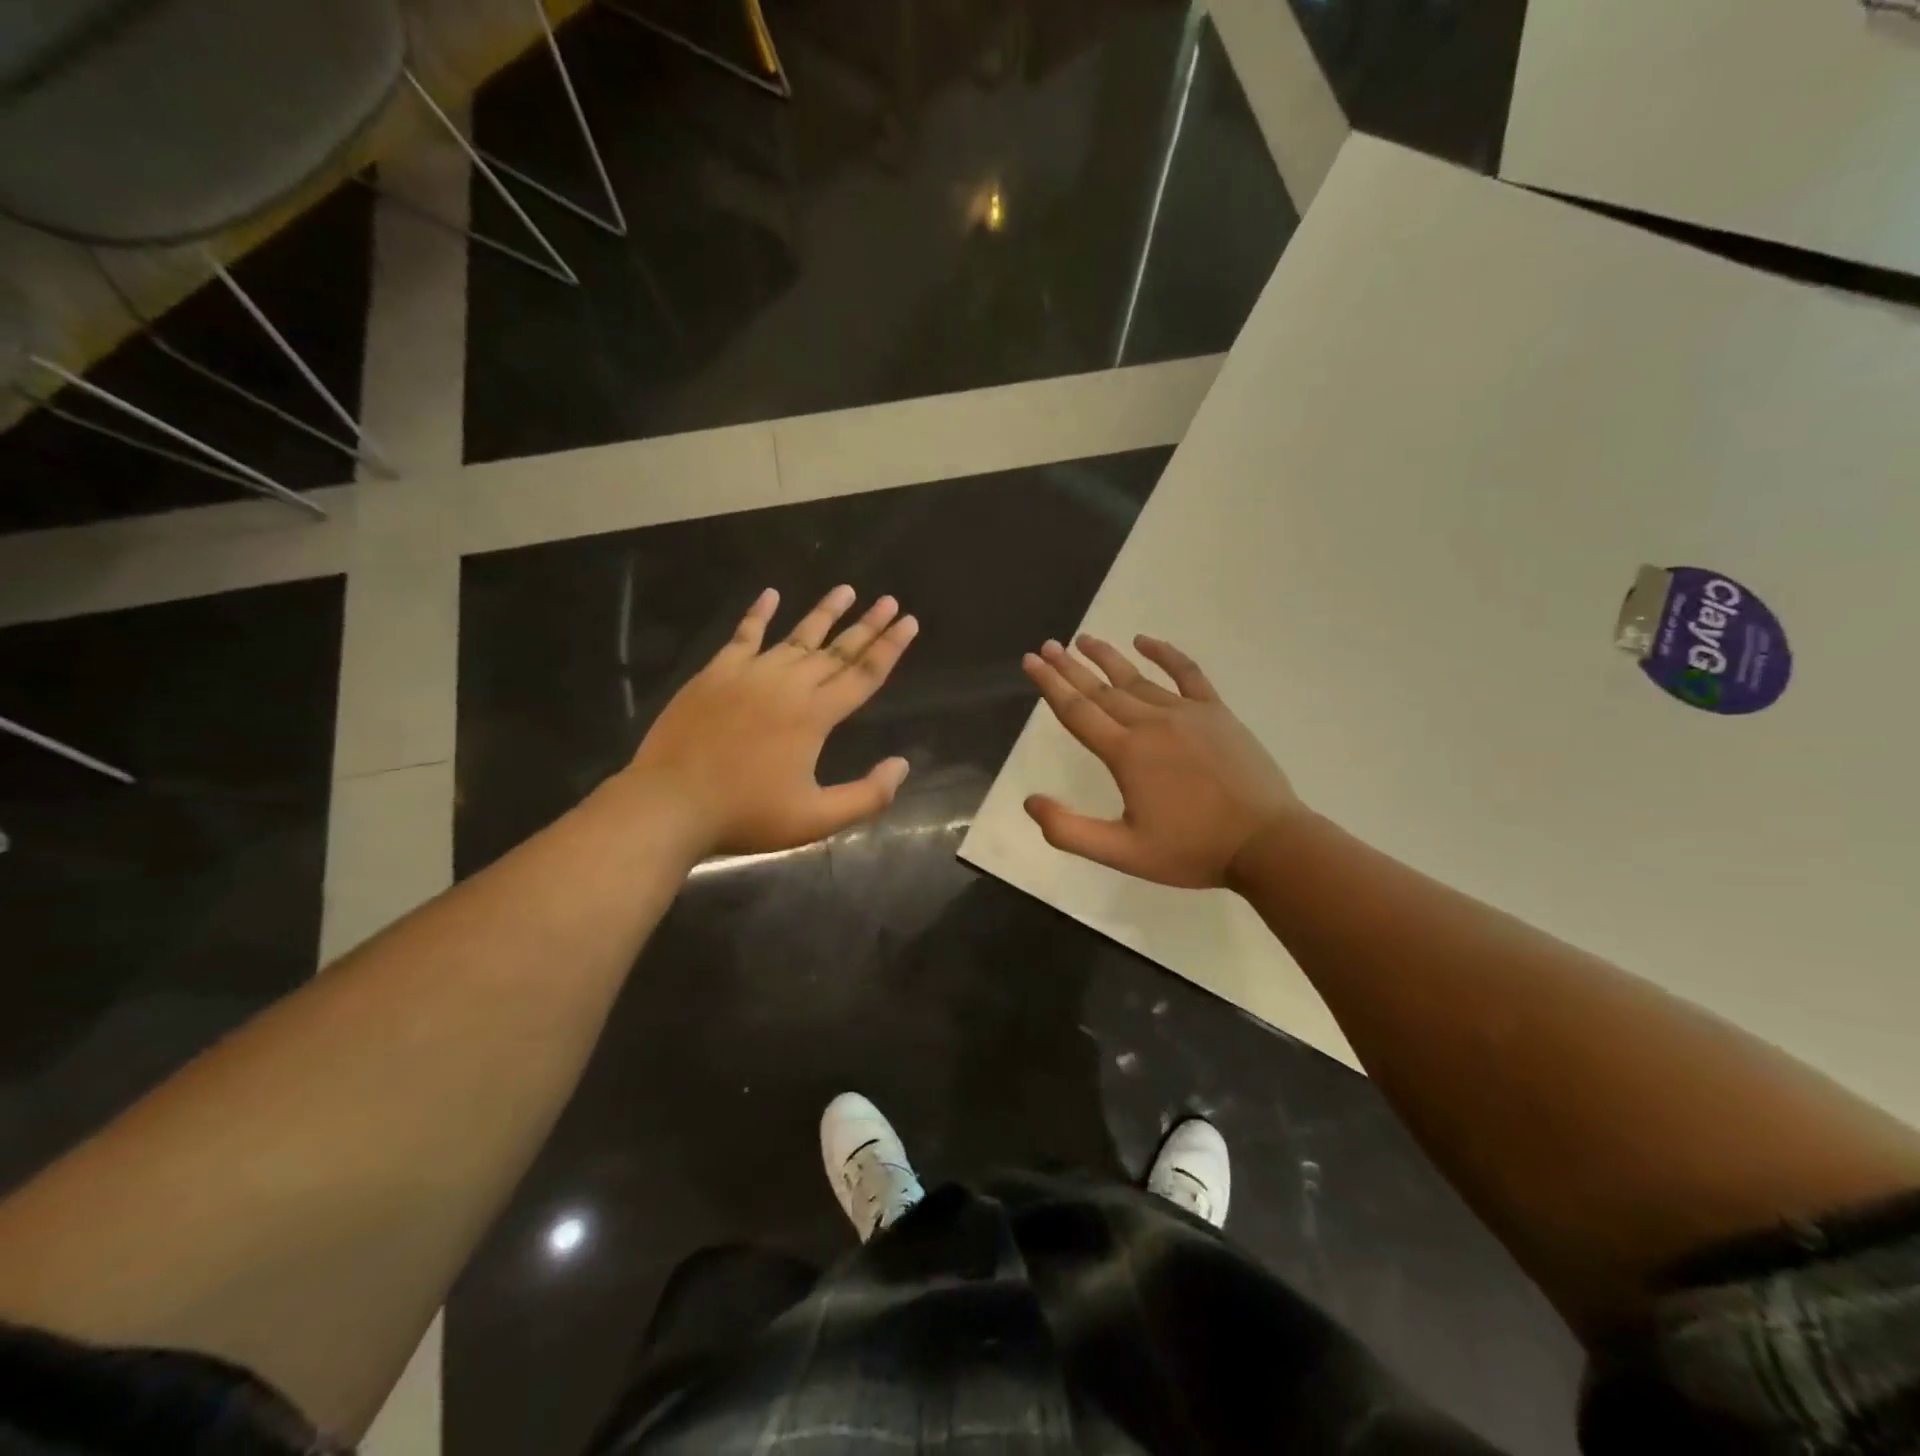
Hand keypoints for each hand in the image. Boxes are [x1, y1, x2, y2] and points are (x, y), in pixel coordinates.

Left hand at [625, 585, 917, 856]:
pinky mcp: (716, 673)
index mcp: (815, 715)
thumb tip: (902, 765)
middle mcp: (788, 684)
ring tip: (846, 590)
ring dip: (824, 612)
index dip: (890, 648)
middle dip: (868, 625)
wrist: (671, 803)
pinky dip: (758, 613)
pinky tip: (771, 594)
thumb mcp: (816, 819)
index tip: (909, 622)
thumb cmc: (747, 815)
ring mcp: (749, 674)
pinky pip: (743, 635)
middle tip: (890, 601)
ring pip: (797, 636)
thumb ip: (867, 796)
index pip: (864, 674)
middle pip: (837, 650)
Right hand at [1021, 635, 1301, 888]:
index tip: (1030, 661)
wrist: (1266, 843)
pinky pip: (1186, 673)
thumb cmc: (1192, 850)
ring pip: (1136, 679)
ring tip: (1083, 640)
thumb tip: (1031, 801)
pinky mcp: (1216, 712)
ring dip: (1106, 658)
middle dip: (1069, 667)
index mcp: (1126, 753)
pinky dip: (1165, 653)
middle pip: (1100, 689)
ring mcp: (1186, 713)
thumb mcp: (1122, 853)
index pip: (1077, 711)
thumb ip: (1070, 830)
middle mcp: (1151, 723)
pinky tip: (1145, 640)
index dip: (1049, 685)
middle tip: (1046, 646)